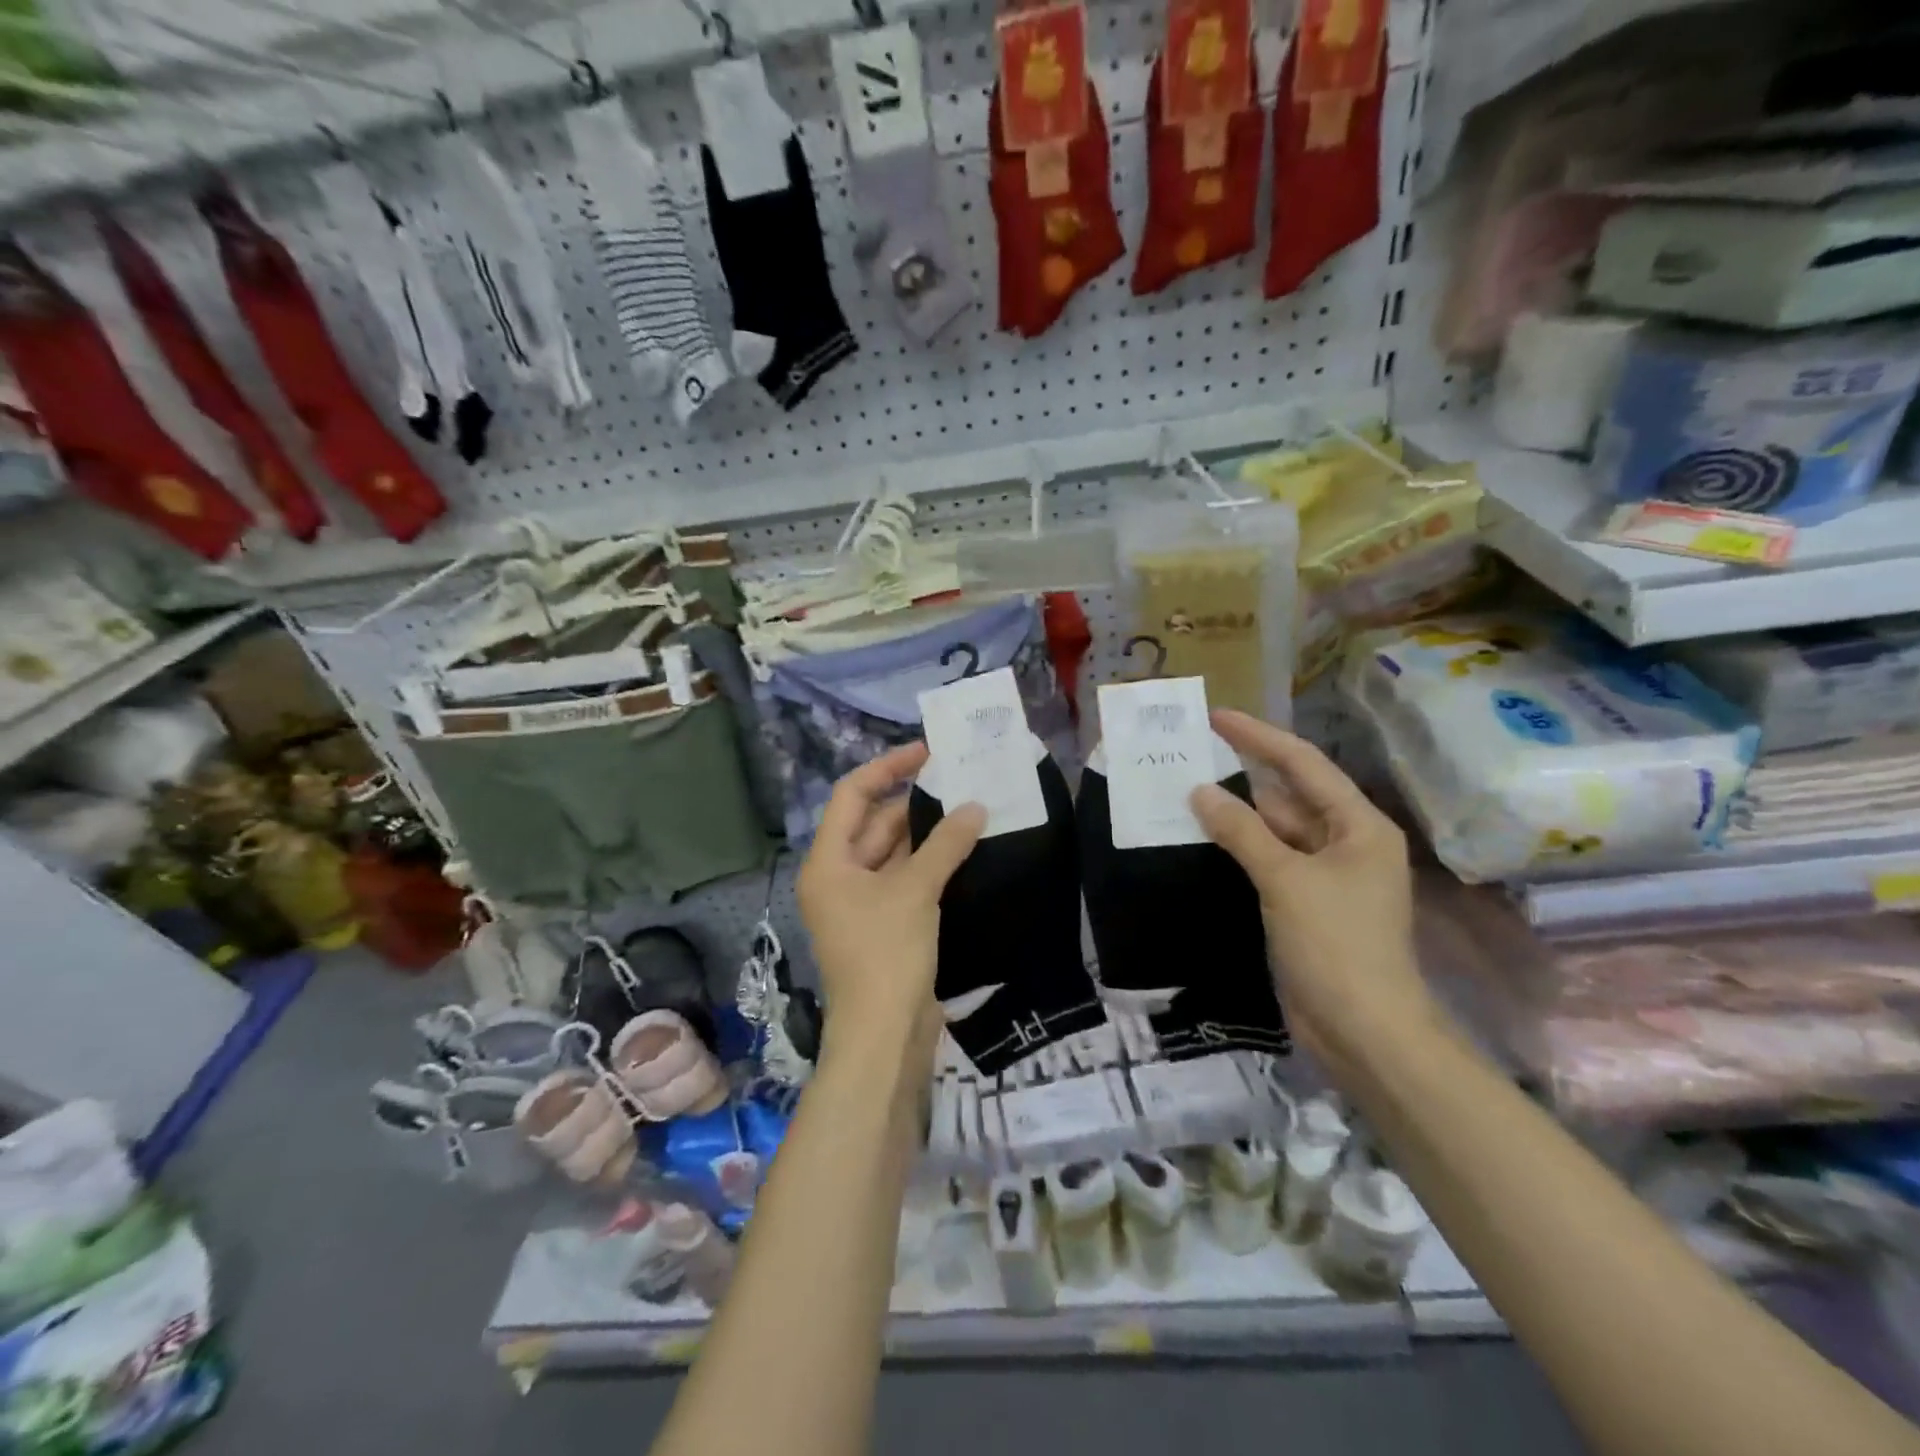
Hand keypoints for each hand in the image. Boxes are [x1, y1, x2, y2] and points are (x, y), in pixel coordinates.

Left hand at [797, 744, 985, 1077]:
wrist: (884, 1035)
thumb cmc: (886, 954)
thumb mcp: (915, 891)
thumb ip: (945, 844)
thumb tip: (975, 807)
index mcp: (828, 862)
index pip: (852, 796)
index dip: (887, 768)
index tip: (927, 752)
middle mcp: (839, 876)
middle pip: (874, 822)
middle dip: (913, 801)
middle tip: (958, 779)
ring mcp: (862, 902)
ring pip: (894, 852)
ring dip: (927, 833)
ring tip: (969, 805)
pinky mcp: (885, 924)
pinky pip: (906, 879)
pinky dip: (931, 862)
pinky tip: (964, 848)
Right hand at [1190, 709, 1436, 1072]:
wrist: (1364, 1031)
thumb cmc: (1335, 944)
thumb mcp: (1286, 879)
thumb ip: (1242, 831)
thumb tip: (1200, 792)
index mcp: (1358, 826)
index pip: (1303, 765)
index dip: (1259, 737)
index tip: (1217, 717)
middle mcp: (1346, 842)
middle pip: (1290, 795)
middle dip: (1245, 774)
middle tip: (1194, 754)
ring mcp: (1326, 876)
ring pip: (1276, 830)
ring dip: (1238, 813)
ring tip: (1188, 789)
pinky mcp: (1306, 903)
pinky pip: (1269, 860)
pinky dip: (1241, 847)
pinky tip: (1206, 836)